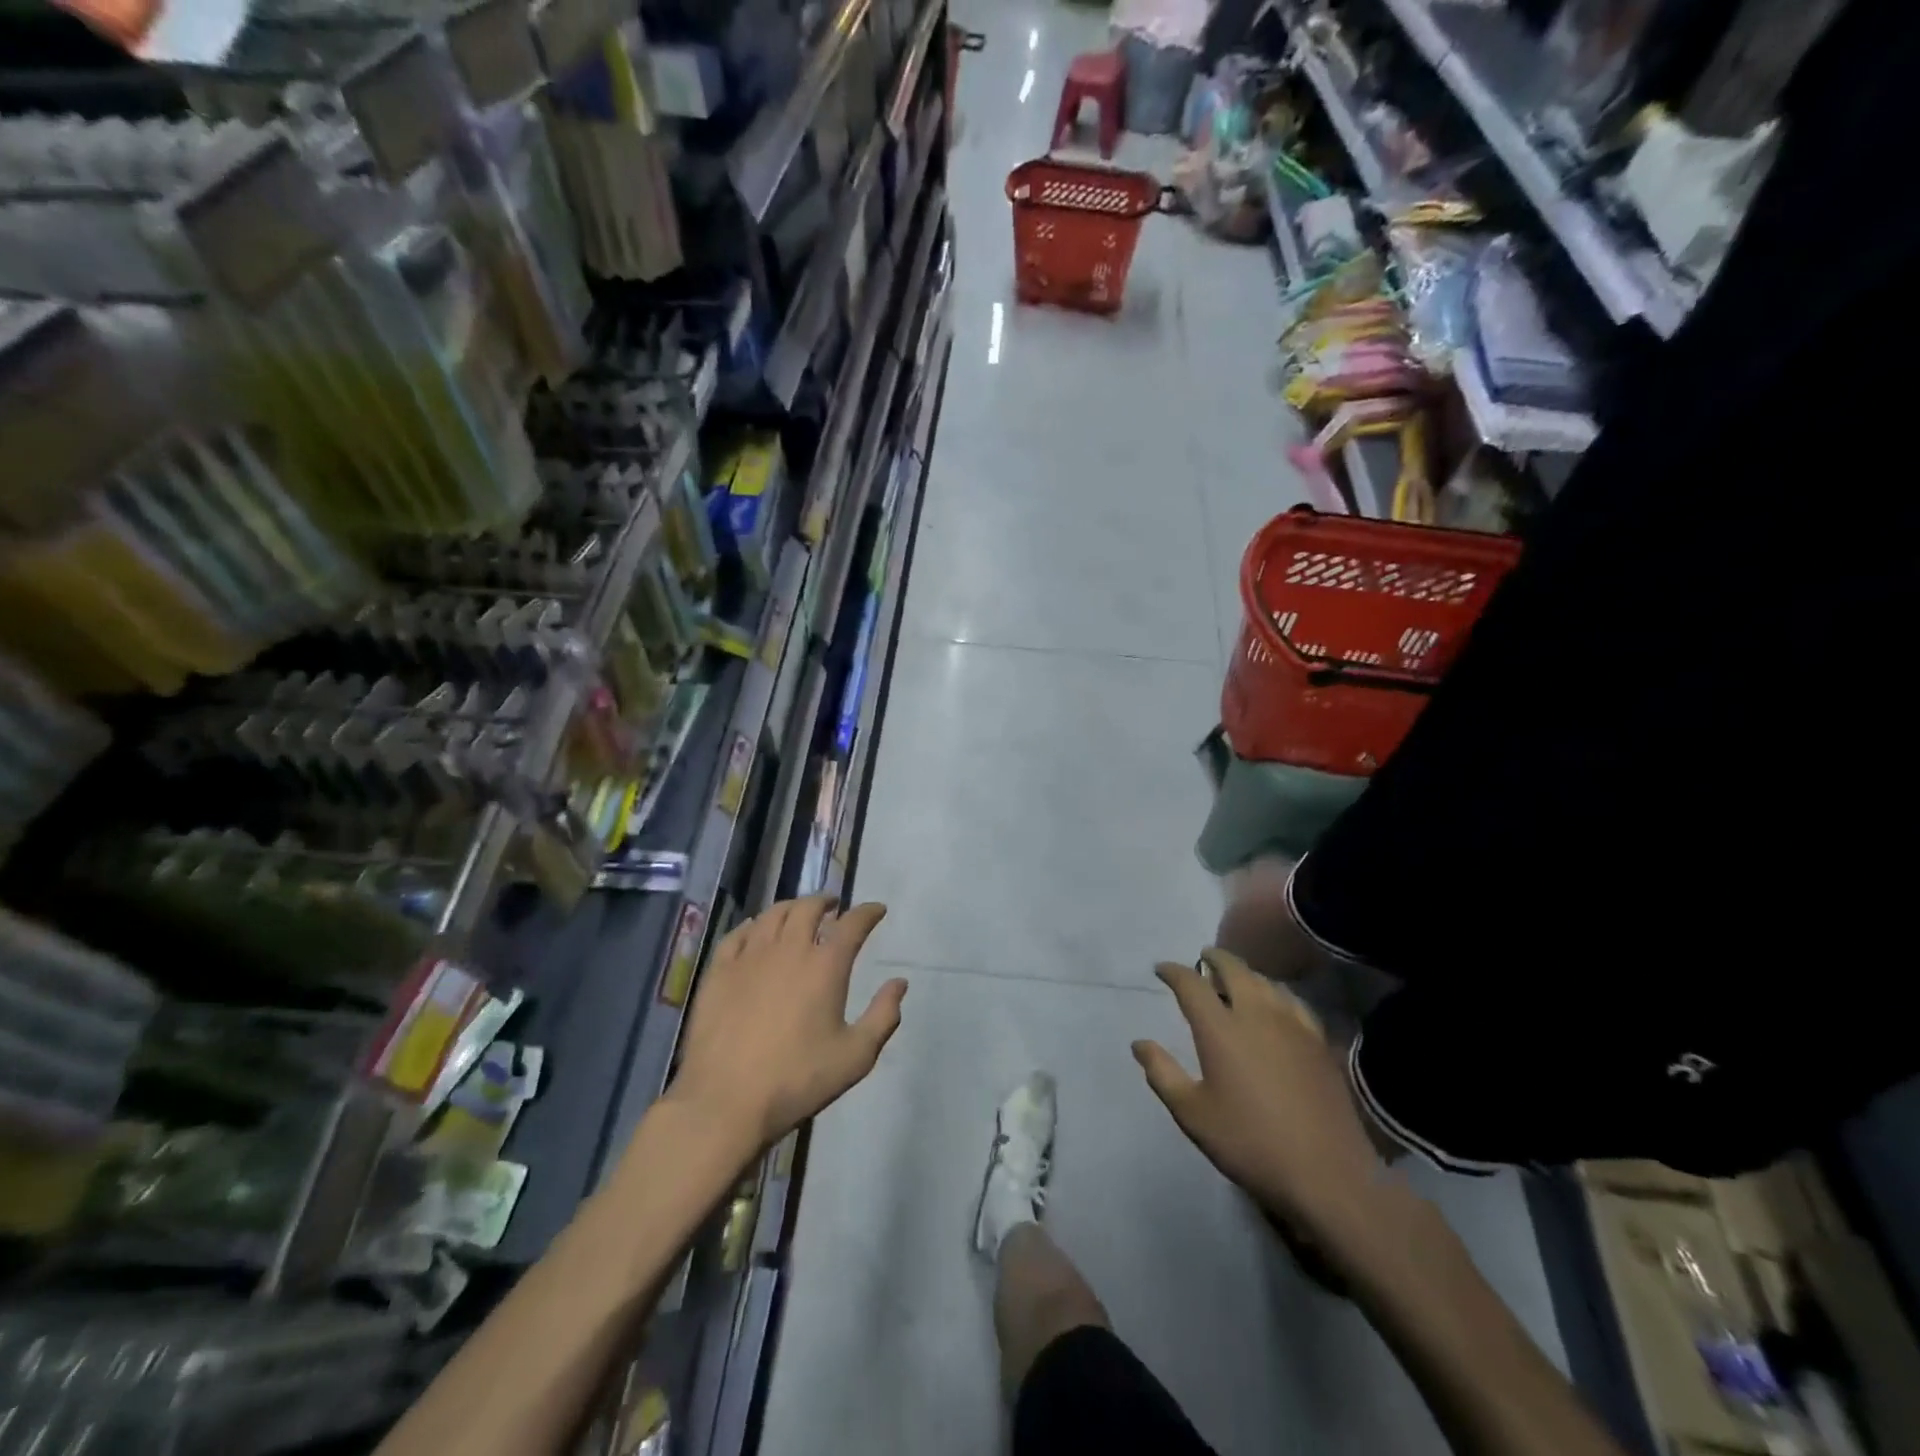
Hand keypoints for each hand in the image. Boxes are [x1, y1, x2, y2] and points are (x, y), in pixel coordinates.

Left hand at [668, 896, 906, 1149]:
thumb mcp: (856, 1057)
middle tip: (833, 906)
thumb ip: (883, 1016)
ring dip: (792, 907)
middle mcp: (789, 949)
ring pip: (773, 914)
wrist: (726, 1101)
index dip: (868, 912)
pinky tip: (756, 929)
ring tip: (799, 912)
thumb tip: (899, 983)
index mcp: (826, 966)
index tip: (877, 910)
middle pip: (808, 908)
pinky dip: (754, 924)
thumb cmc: (797, 1080)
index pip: (852, 924)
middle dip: (826, 901)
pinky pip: (738, 934)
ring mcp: (750, 957)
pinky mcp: (719, 971)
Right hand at [1132, 948, 1384, 1248]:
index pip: (1191, 984)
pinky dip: (1277, 993)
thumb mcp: (1193, 1114)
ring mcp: (1294, 1026)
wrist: (1327, 1175)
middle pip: (1234, 969)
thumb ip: (1162, 1073)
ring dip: (1246, 973)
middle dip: (1215, 958)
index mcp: (1220, 1029)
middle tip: (1203, 957)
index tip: (1161, 969)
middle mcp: (1256, 1014)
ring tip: (1236, 978)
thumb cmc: (1250, 1143)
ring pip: (1266, 982)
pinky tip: (1278, 1005)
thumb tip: (1139, 1043)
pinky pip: (1294, 1002)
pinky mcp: (1320, 1042)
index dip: (1173, 971)